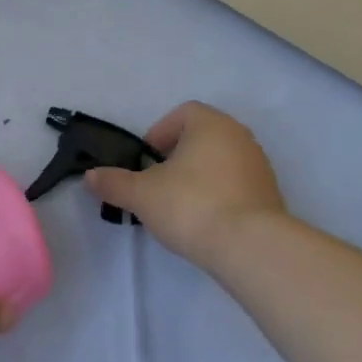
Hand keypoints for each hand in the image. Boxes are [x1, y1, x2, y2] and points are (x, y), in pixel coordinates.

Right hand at [85, 102, 287, 264]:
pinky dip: (219, 195)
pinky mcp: (270, 196)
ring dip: (199, 176)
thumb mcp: (141, 194)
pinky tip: (204, 221)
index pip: (184, 113)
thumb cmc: (191, 205)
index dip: (160, 132)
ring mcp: (260, 167)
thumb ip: (114, 182)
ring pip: (221, 162)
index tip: (146, 160)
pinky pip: (237, 186)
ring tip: (179, 205)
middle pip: (202, 137)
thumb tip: (90, 176)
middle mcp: (240, 137)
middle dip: (178, 157)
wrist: (251, 247)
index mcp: (211, 124)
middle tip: (158, 183)